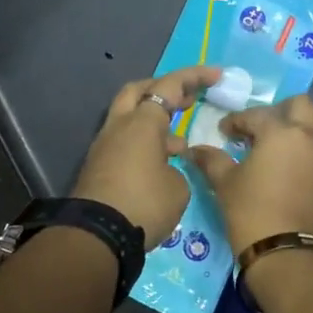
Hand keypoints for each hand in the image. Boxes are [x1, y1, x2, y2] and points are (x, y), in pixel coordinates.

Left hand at [72, 66, 221, 247]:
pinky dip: (144, 143)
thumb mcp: (178, 188)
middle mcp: (119, 126)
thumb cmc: (143, 204)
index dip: (194, 77)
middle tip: (187, 98)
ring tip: (180, 142)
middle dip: (163, 89)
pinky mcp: (98, 167)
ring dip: (154, 121)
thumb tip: (165, 166)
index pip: (169, 86)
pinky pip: (124, 142)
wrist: (95, 237)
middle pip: (138, 91)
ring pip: (129, 118)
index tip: (216, 75)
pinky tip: (161, 164)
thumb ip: (177, 168)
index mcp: (142, 122)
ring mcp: (104, 146)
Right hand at [187, 95, 312, 249]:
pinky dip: (302, 148)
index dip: (236, 121)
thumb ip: (211, 160)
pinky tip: (282, 165)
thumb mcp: (225, 183)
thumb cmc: (252, 212)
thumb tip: (194, 150)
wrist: (289, 256)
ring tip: (269, 147)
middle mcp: (309, 137)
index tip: (223, 132)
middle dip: (278, 111)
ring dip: (294, 128)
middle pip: (300, 106)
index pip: (256, 115)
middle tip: (257, 128)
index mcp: (282, 132)